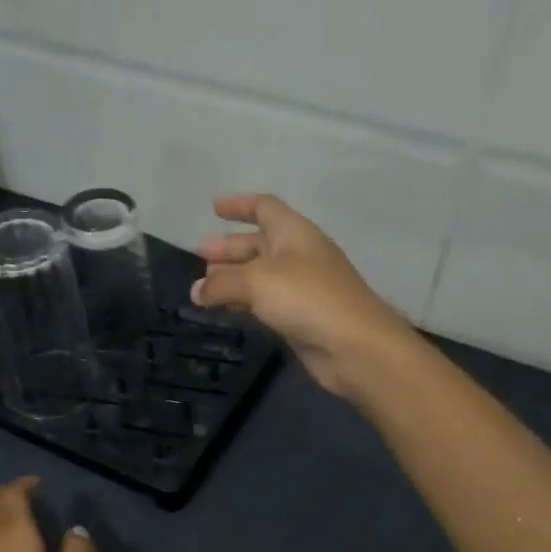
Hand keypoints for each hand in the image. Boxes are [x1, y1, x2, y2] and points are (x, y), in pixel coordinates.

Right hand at [193, 194, 415, 397]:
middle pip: (259, 243)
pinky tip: (224, 310)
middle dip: (229, 248)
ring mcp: (301, 288)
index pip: (264, 207)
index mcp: (294, 233)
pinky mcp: (300, 317)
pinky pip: (265, 302)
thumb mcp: (257, 282)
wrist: (354, 346)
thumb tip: (196, 291)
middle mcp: (298, 255)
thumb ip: (221, 283)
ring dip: (232, 278)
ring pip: (260, 276)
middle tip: (199, 257)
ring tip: (202, 289)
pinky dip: (243, 302)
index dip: (239, 205)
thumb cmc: (307, 299)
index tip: (213, 207)